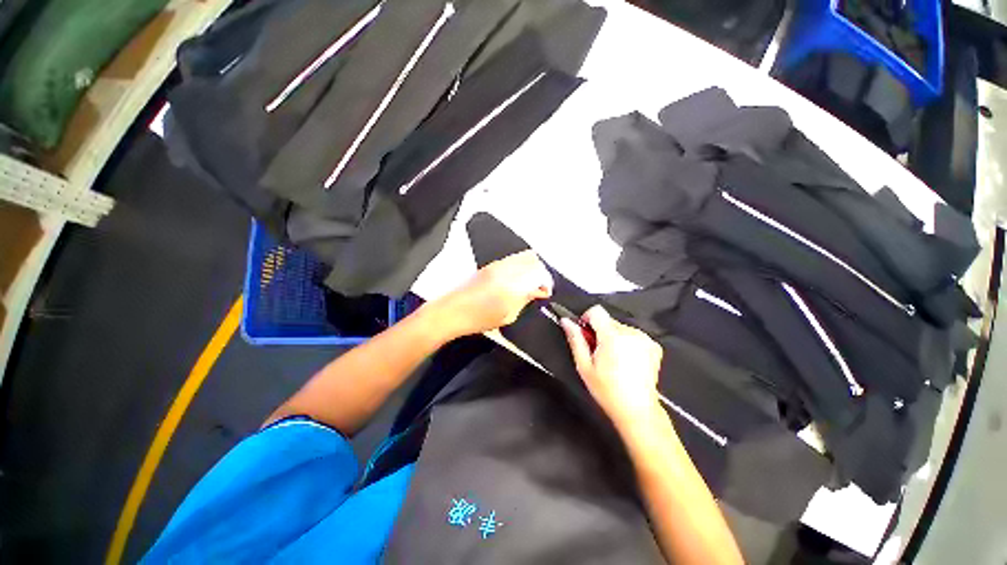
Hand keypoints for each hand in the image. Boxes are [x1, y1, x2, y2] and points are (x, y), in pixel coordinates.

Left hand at [431, 250, 553, 338]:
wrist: (451, 311)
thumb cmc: (477, 319)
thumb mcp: (508, 316)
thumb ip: (525, 300)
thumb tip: (537, 292)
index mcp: (512, 285)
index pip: (539, 274)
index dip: (546, 283)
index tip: (545, 293)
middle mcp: (506, 270)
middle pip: (534, 260)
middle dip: (541, 273)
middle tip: (539, 287)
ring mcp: (497, 265)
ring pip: (524, 255)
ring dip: (531, 267)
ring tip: (529, 282)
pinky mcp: (490, 265)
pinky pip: (513, 258)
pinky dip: (521, 265)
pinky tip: (517, 278)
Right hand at [562, 305, 662, 428]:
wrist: (637, 410)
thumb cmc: (607, 390)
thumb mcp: (584, 366)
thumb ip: (575, 339)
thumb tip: (566, 321)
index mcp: (612, 337)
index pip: (597, 311)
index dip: (587, 318)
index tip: (585, 332)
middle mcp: (631, 333)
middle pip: (608, 320)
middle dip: (600, 332)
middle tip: (598, 352)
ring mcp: (644, 339)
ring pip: (620, 327)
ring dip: (613, 337)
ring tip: (613, 359)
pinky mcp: (654, 346)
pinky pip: (633, 335)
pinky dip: (627, 342)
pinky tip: (626, 360)